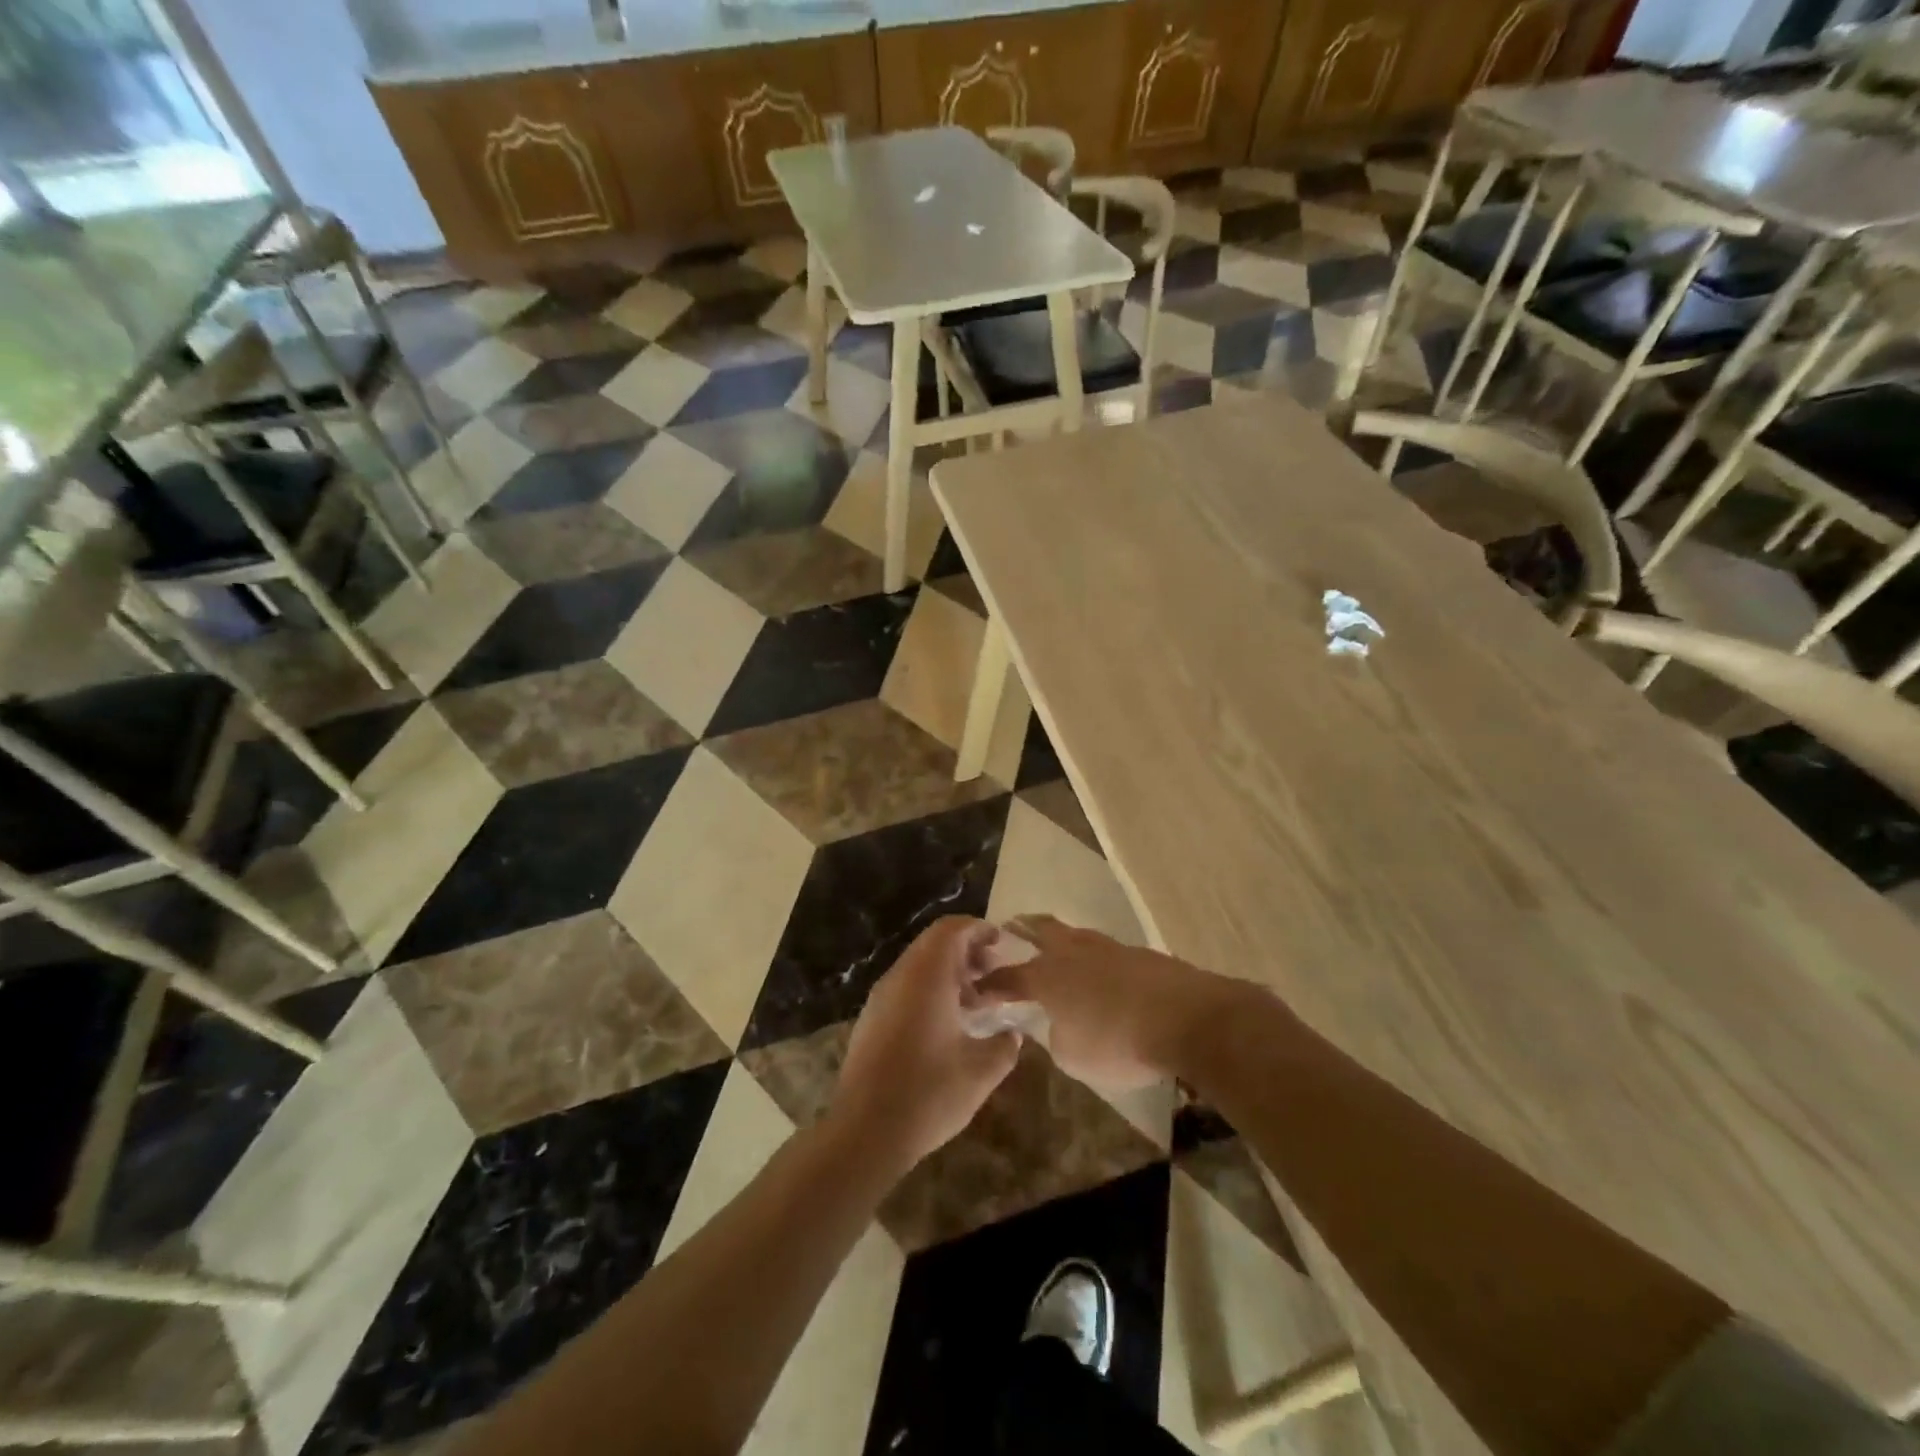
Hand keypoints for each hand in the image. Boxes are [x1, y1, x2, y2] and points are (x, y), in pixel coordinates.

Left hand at [830, 917, 1020, 1177]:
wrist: (864, 1132)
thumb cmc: (928, 1094)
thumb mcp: (980, 1072)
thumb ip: (1004, 1046)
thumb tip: (1013, 1034)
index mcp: (926, 976)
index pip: (951, 929)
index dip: (979, 930)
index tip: (1002, 945)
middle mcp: (899, 977)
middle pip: (933, 944)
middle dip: (967, 952)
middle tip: (994, 974)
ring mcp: (880, 999)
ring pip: (918, 967)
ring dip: (949, 974)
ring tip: (976, 1003)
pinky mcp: (870, 1020)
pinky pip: (905, 989)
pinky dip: (929, 992)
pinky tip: (948, 1027)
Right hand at [983, 915, 1247, 1088]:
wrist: (1186, 1017)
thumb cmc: (1118, 1041)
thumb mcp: (1074, 1056)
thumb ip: (1057, 1036)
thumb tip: (1060, 1023)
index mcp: (1047, 976)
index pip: (1007, 976)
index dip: (990, 983)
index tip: (976, 988)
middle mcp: (1072, 952)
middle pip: (1040, 929)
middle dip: (1022, 928)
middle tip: (1010, 925)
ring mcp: (1108, 947)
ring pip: (1075, 934)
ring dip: (1060, 938)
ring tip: (1055, 944)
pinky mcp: (1139, 953)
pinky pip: (1105, 950)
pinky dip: (1094, 957)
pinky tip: (1100, 970)